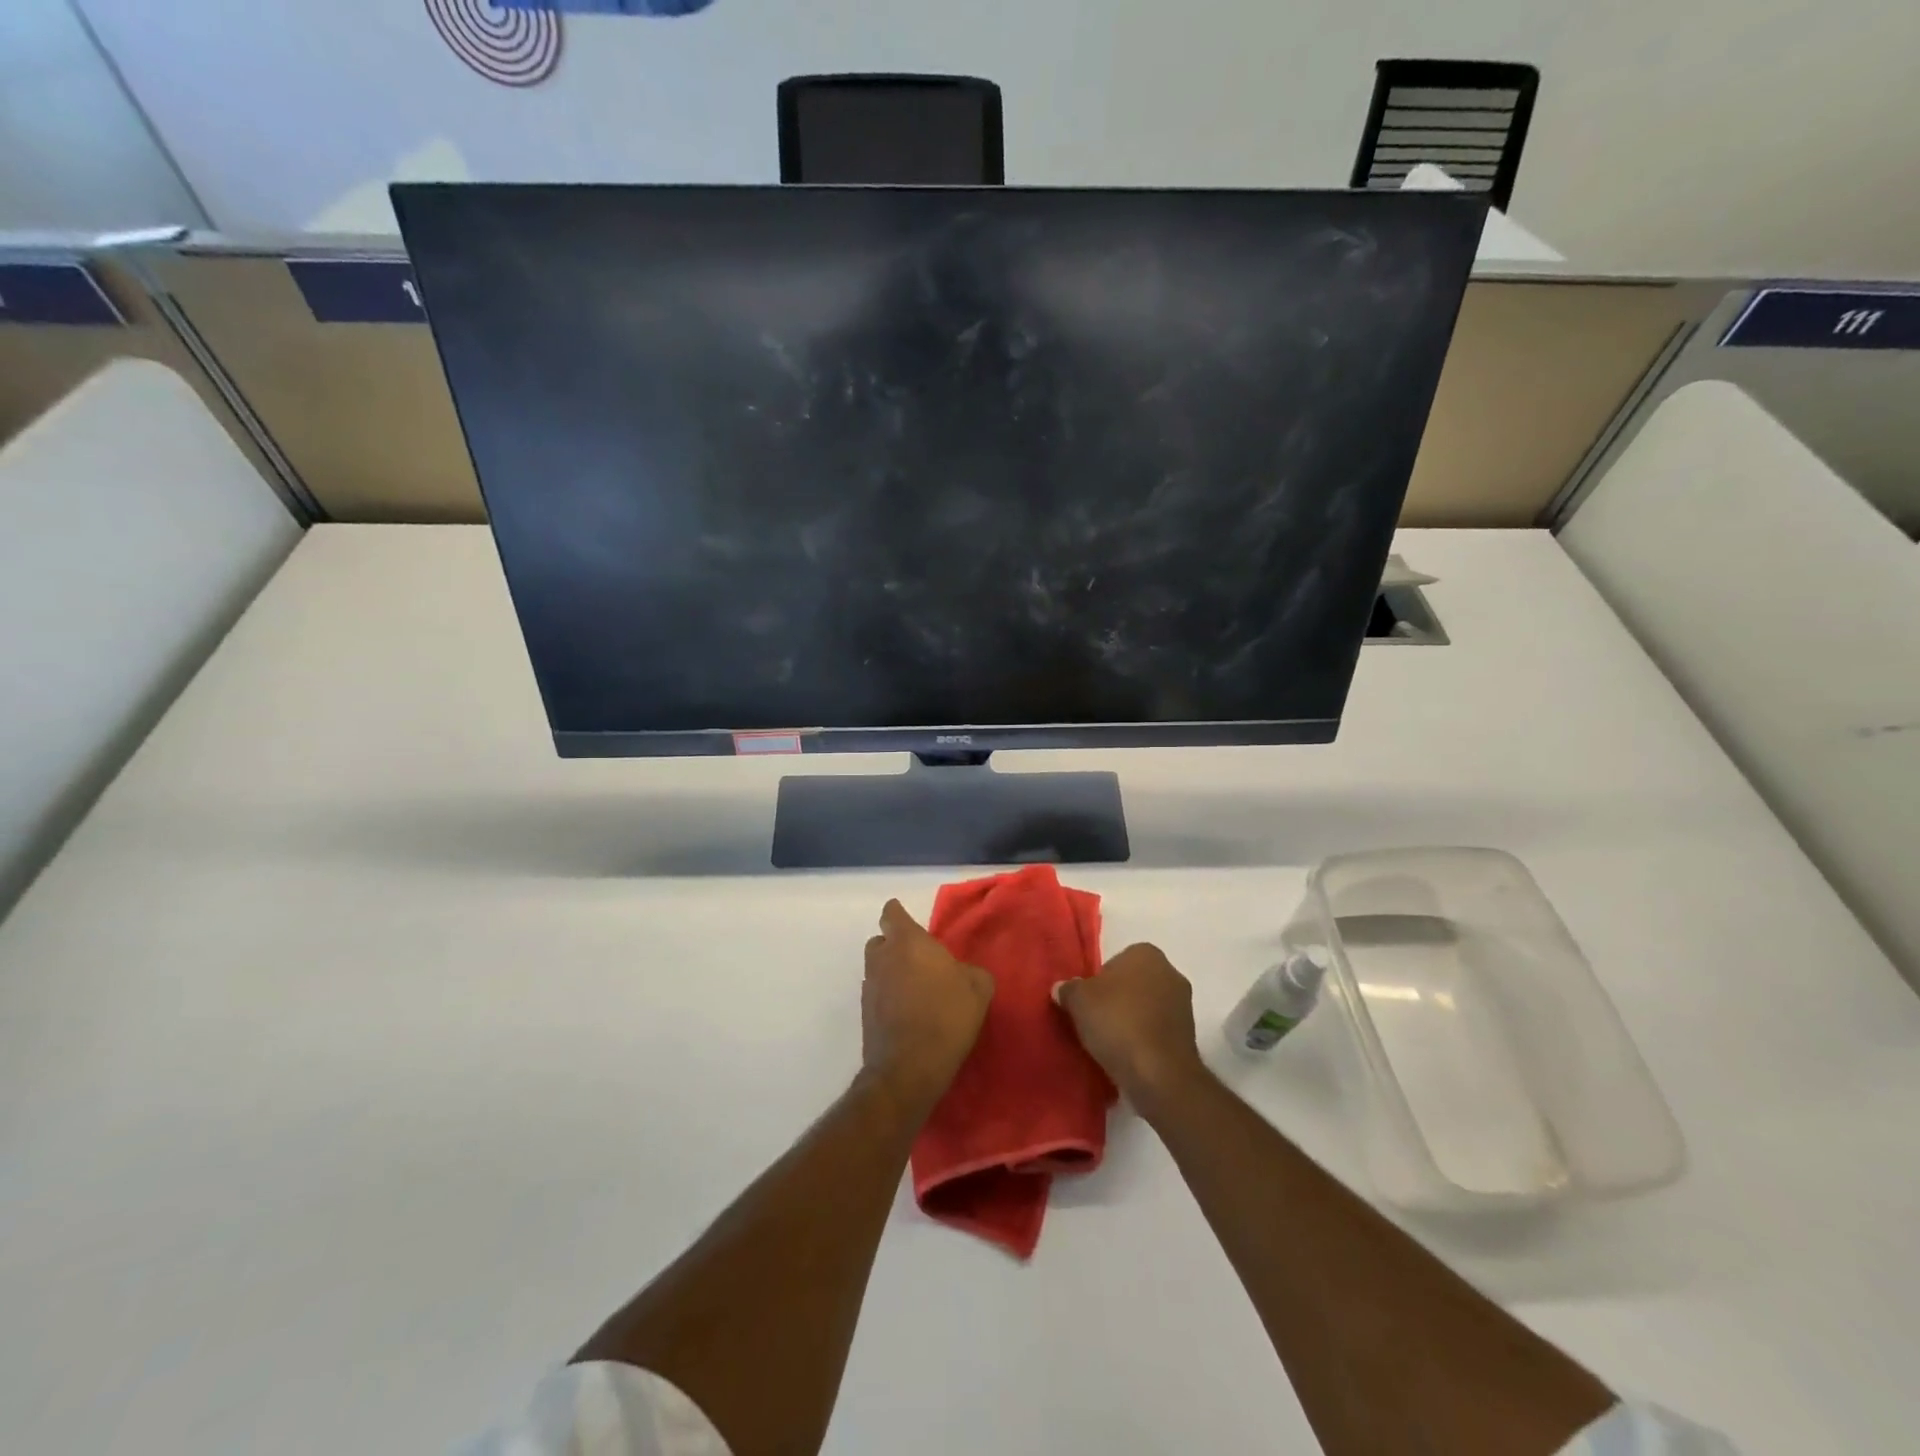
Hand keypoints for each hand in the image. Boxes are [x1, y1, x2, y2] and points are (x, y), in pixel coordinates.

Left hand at [863, 900, 992, 1112]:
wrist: (909, 1068)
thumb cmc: (946, 1016)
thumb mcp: (978, 989)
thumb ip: (971, 971)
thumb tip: (963, 973)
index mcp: (908, 942)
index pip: (892, 913)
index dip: (899, 915)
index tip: (911, 924)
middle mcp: (882, 958)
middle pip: (881, 941)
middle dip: (895, 946)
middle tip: (918, 960)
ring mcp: (869, 986)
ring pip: (877, 968)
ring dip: (891, 972)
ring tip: (915, 990)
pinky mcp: (864, 1013)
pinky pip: (876, 994)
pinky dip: (888, 997)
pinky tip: (907, 1013)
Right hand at [1054, 943, 1203, 1107]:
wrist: (1159, 1074)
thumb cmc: (1117, 1023)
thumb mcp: (1078, 1000)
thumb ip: (1069, 989)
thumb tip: (1063, 988)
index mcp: (1146, 953)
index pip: (1115, 961)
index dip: (1098, 982)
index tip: (1087, 1003)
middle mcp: (1170, 972)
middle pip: (1132, 983)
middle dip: (1116, 999)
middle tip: (1094, 1021)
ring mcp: (1184, 1004)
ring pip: (1146, 1007)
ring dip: (1131, 1020)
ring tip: (1109, 1042)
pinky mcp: (1189, 1036)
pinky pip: (1157, 1030)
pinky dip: (1144, 1039)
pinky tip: (1128, 1056)